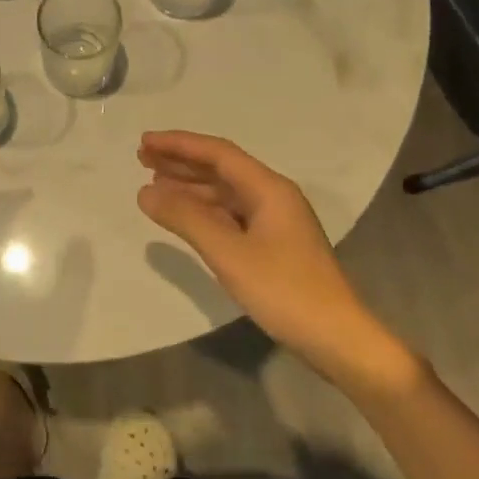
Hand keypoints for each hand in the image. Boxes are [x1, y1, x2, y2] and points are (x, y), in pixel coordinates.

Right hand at [136, 130, 418, 395]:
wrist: (336, 338)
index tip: (145, 141)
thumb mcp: (228, 253)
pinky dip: (203, 211)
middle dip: (181, 161)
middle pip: (221, 169)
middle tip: (142, 158)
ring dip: (190, 186)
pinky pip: (230, 214)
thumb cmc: (284, 290)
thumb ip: (185, 218)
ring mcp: (274, 222)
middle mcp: (273, 197)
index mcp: (269, 189)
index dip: (179, 144)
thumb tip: (145, 192)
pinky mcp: (272, 245)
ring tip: (153, 183)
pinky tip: (183, 216)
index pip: (218, 153)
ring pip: (225, 193)